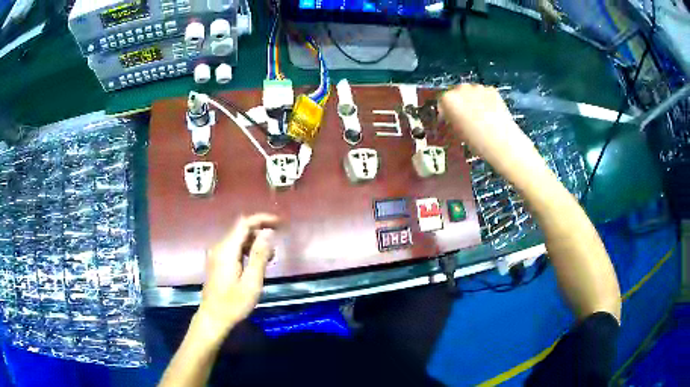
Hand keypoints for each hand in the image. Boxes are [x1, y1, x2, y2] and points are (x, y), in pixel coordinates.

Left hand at [196, 214, 279, 338]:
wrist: (213, 318)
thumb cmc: (234, 303)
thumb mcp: (251, 282)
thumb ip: (259, 256)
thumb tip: (268, 232)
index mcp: (227, 250)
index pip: (244, 223)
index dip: (262, 219)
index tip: (279, 223)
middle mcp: (219, 248)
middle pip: (241, 229)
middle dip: (260, 231)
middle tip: (278, 243)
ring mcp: (217, 255)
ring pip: (238, 239)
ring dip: (255, 242)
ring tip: (271, 256)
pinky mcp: (217, 263)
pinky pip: (234, 249)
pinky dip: (247, 250)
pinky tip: (257, 263)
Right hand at [440, 84, 546, 184]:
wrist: (503, 142)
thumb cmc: (477, 142)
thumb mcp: (458, 132)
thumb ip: (452, 119)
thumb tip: (452, 116)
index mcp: (449, 100)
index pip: (442, 100)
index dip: (445, 110)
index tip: (448, 118)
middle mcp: (462, 89)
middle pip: (456, 92)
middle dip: (459, 102)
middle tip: (464, 117)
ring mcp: (478, 88)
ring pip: (471, 92)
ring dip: (472, 100)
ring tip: (478, 115)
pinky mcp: (492, 90)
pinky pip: (484, 93)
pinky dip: (484, 100)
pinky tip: (489, 113)